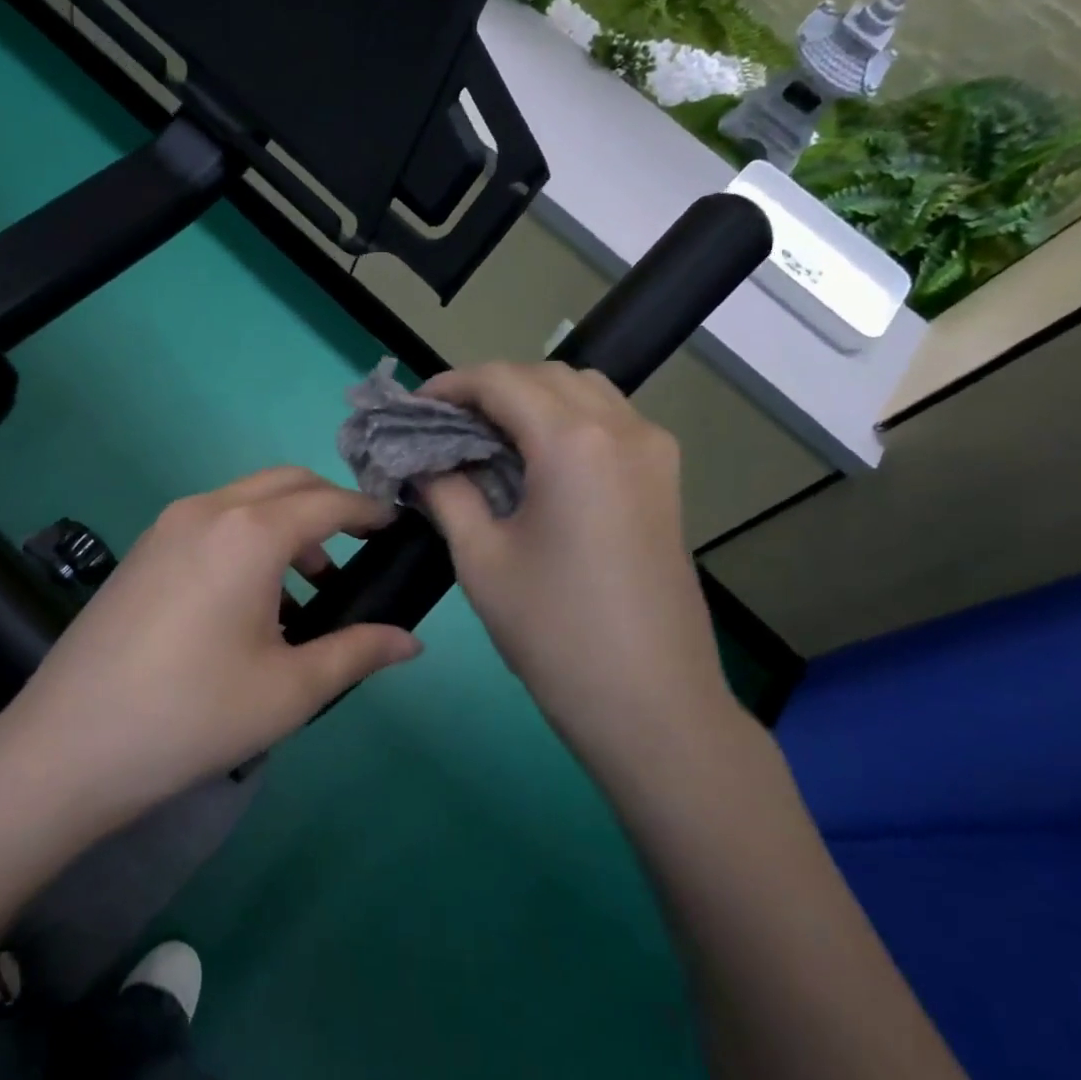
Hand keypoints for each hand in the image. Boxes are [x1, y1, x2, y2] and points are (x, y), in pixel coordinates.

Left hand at [0, 468, 422, 833]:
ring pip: (246, 499)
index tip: (396, 528)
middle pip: (286, 482)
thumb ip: (358, 653)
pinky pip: (212, 521)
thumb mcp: (290, 689)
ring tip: (306, 590)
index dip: (369, 511)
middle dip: (329, 506)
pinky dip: (248, 536)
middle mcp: (208, 510)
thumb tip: (411, 642)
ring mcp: (167, 525)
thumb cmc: (194, 715)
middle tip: (358, 552)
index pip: (328, 502)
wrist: (69, 746)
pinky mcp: (142, 549)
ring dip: (287, 524)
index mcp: (250, 533)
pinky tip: (250, 599)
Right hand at [418, 362, 736, 769]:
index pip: (501, 381)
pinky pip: (611, 422)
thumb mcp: (481, 559)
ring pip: (584, 392)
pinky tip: (537, 462)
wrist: (651, 703)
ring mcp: (654, 452)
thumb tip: (425, 463)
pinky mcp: (666, 480)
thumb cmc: (554, 631)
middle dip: (490, 389)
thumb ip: (448, 493)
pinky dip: (567, 421)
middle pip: (545, 376)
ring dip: (532, 400)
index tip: (415, 408)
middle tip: (446, 426)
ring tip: (489, 440)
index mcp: (573, 442)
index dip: (451, 386)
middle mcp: (622, 429)